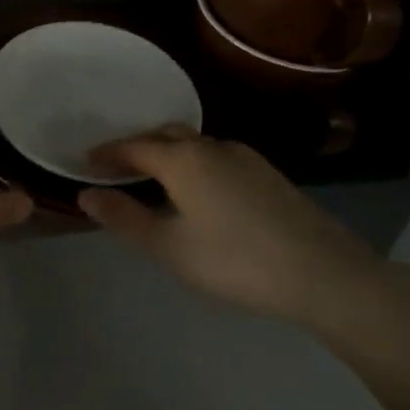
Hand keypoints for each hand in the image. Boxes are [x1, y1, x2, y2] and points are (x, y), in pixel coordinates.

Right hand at [77, 124, 386, 326]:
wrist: (324, 273)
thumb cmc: (236, 261)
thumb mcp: (170, 247)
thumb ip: (125, 218)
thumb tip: (85, 194)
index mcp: (183, 159)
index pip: (133, 146)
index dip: (107, 153)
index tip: (86, 161)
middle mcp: (212, 146)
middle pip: (165, 136)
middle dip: (137, 146)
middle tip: (116, 166)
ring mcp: (245, 157)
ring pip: (194, 144)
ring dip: (168, 153)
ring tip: (154, 178)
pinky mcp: (267, 173)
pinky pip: (216, 156)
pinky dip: (194, 163)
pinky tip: (200, 191)